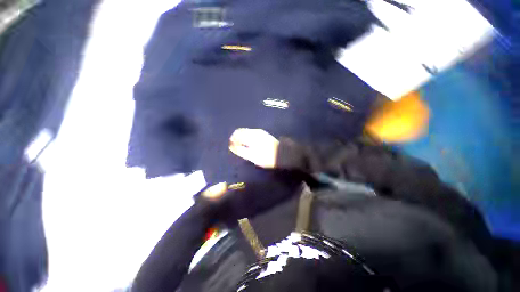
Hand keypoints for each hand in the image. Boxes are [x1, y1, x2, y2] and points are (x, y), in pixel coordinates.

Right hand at [229, 128, 278, 167]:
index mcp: (251, 136)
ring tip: (241, 146)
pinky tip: (248, 144)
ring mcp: (260, 132)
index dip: (232, 140)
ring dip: (242, 138)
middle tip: (235, 147)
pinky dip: (247, 137)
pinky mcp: (263, 134)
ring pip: (246, 132)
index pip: (237, 134)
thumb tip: (232, 147)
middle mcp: (255, 131)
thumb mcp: (252, 156)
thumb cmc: (266, 157)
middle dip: (236, 138)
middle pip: (241, 131)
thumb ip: (241, 151)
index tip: (231, 146)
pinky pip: (251, 133)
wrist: (282, 154)